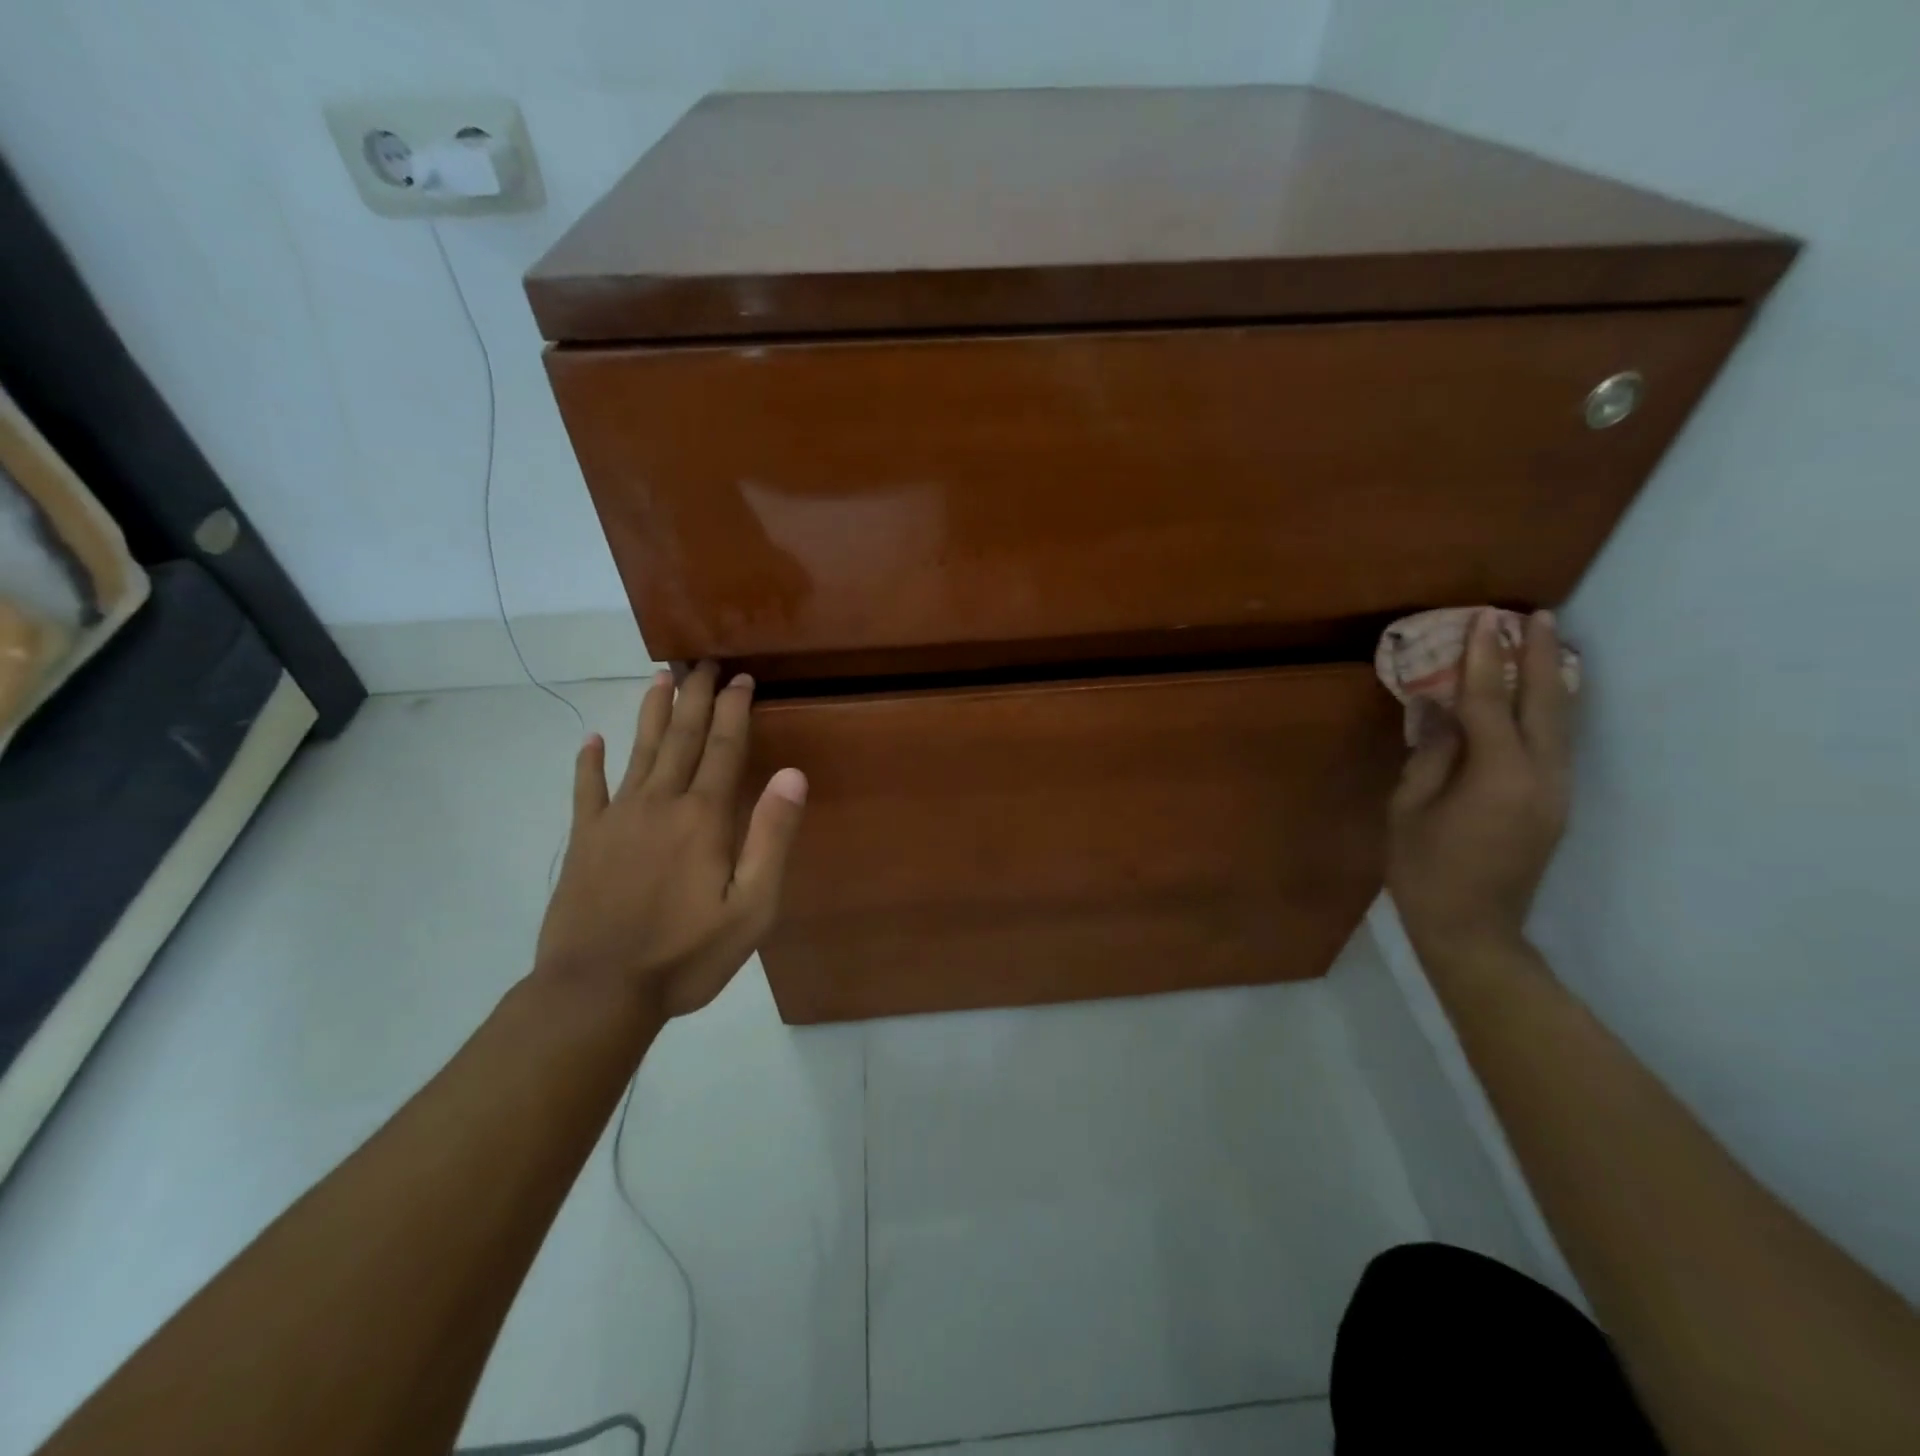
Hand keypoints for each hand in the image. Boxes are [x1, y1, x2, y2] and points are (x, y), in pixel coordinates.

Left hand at [534, 663, 807, 1019]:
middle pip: (681, 737)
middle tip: (703, 662)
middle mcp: (660, 803)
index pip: (724, 748)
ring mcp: (617, 819)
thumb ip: (771, 837)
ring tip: (659, 678)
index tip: (741, 678)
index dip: (734, 709)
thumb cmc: (686, 954)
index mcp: (704, 817)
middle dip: (695, 697)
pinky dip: (589, 763)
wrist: (598, 991)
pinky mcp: (585, 840)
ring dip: (651, 713)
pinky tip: (591, 740)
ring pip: (638, 751)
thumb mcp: (751, 907)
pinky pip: (587, 791)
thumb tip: (792, 775)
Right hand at [1387, 609, 1571, 966]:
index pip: (1489, 704)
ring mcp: (1556, 792)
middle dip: (1538, 656)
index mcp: (1498, 777)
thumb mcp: (1408, 809)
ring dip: (1551, 679)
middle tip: (1533, 615)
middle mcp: (1541, 777)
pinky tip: (1541, 694)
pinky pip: (1556, 743)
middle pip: (1544, 704)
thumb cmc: (1424, 870)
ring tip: (1544, 642)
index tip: (1481, 621)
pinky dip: (1549, 710)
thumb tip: (1438, 708)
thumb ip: (1429, 754)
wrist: (1472, 929)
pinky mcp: (1555, 804)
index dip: (1483, 661)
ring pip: (1561, 722)